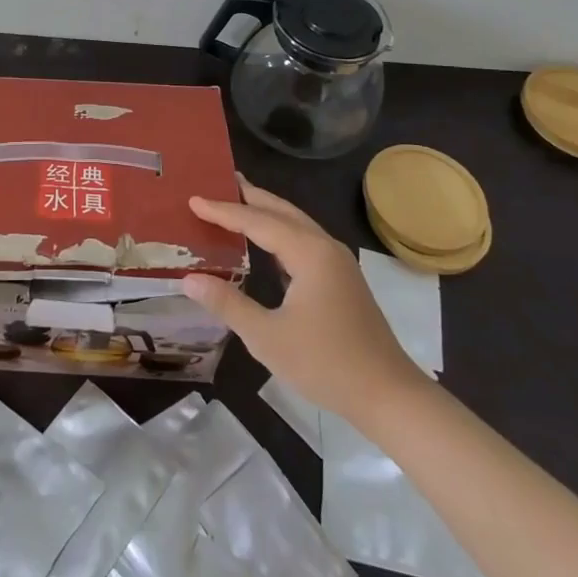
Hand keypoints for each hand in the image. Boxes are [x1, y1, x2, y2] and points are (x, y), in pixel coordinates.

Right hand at [181, 176, 425, 426]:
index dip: (223, 211)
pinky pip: (304, 241)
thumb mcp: (267, 338)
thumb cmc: (326, 364)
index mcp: (308, 252)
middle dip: (250, 196)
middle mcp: (324, 246)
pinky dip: (280, 233)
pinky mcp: (342, 279)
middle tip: (220, 182)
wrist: (388, 395)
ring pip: (296, 224)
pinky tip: (266, 245)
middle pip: (281, 211)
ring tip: (239, 203)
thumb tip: (189, 279)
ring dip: (267, 212)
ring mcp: (337, 262)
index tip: (194, 200)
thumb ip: (227, 304)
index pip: (257, 221)